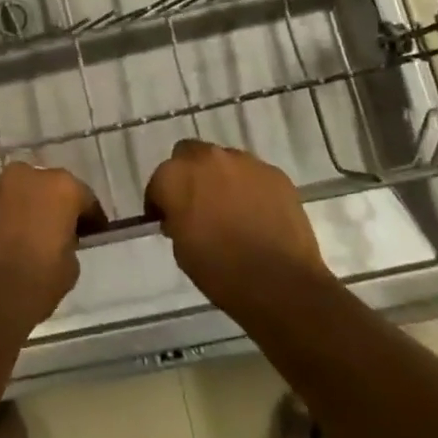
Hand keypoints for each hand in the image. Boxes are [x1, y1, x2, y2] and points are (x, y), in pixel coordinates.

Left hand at [0, 162, 102, 337]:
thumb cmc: (36, 281)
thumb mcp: (70, 266)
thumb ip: (68, 242)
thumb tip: (58, 238)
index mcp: (61, 187)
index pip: (84, 198)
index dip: (91, 218)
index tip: (94, 234)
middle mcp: (28, 176)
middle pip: (50, 188)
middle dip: (56, 206)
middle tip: (61, 231)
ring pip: (21, 192)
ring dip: (29, 208)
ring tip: (31, 235)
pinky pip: (0, 204)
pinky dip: (7, 216)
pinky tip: (9, 238)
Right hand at [145, 140, 331, 318]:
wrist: (279, 283)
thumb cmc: (220, 271)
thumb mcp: (181, 250)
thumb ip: (176, 220)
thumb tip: (182, 215)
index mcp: (176, 177)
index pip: (158, 181)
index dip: (161, 202)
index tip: (167, 219)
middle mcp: (207, 159)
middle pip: (189, 155)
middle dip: (189, 175)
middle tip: (197, 204)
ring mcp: (245, 163)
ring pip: (224, 162)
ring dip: (221, 178)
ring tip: (231, 208)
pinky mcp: (275, 173)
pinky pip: (253, 175)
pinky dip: (250, 188)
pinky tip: (257, 213)